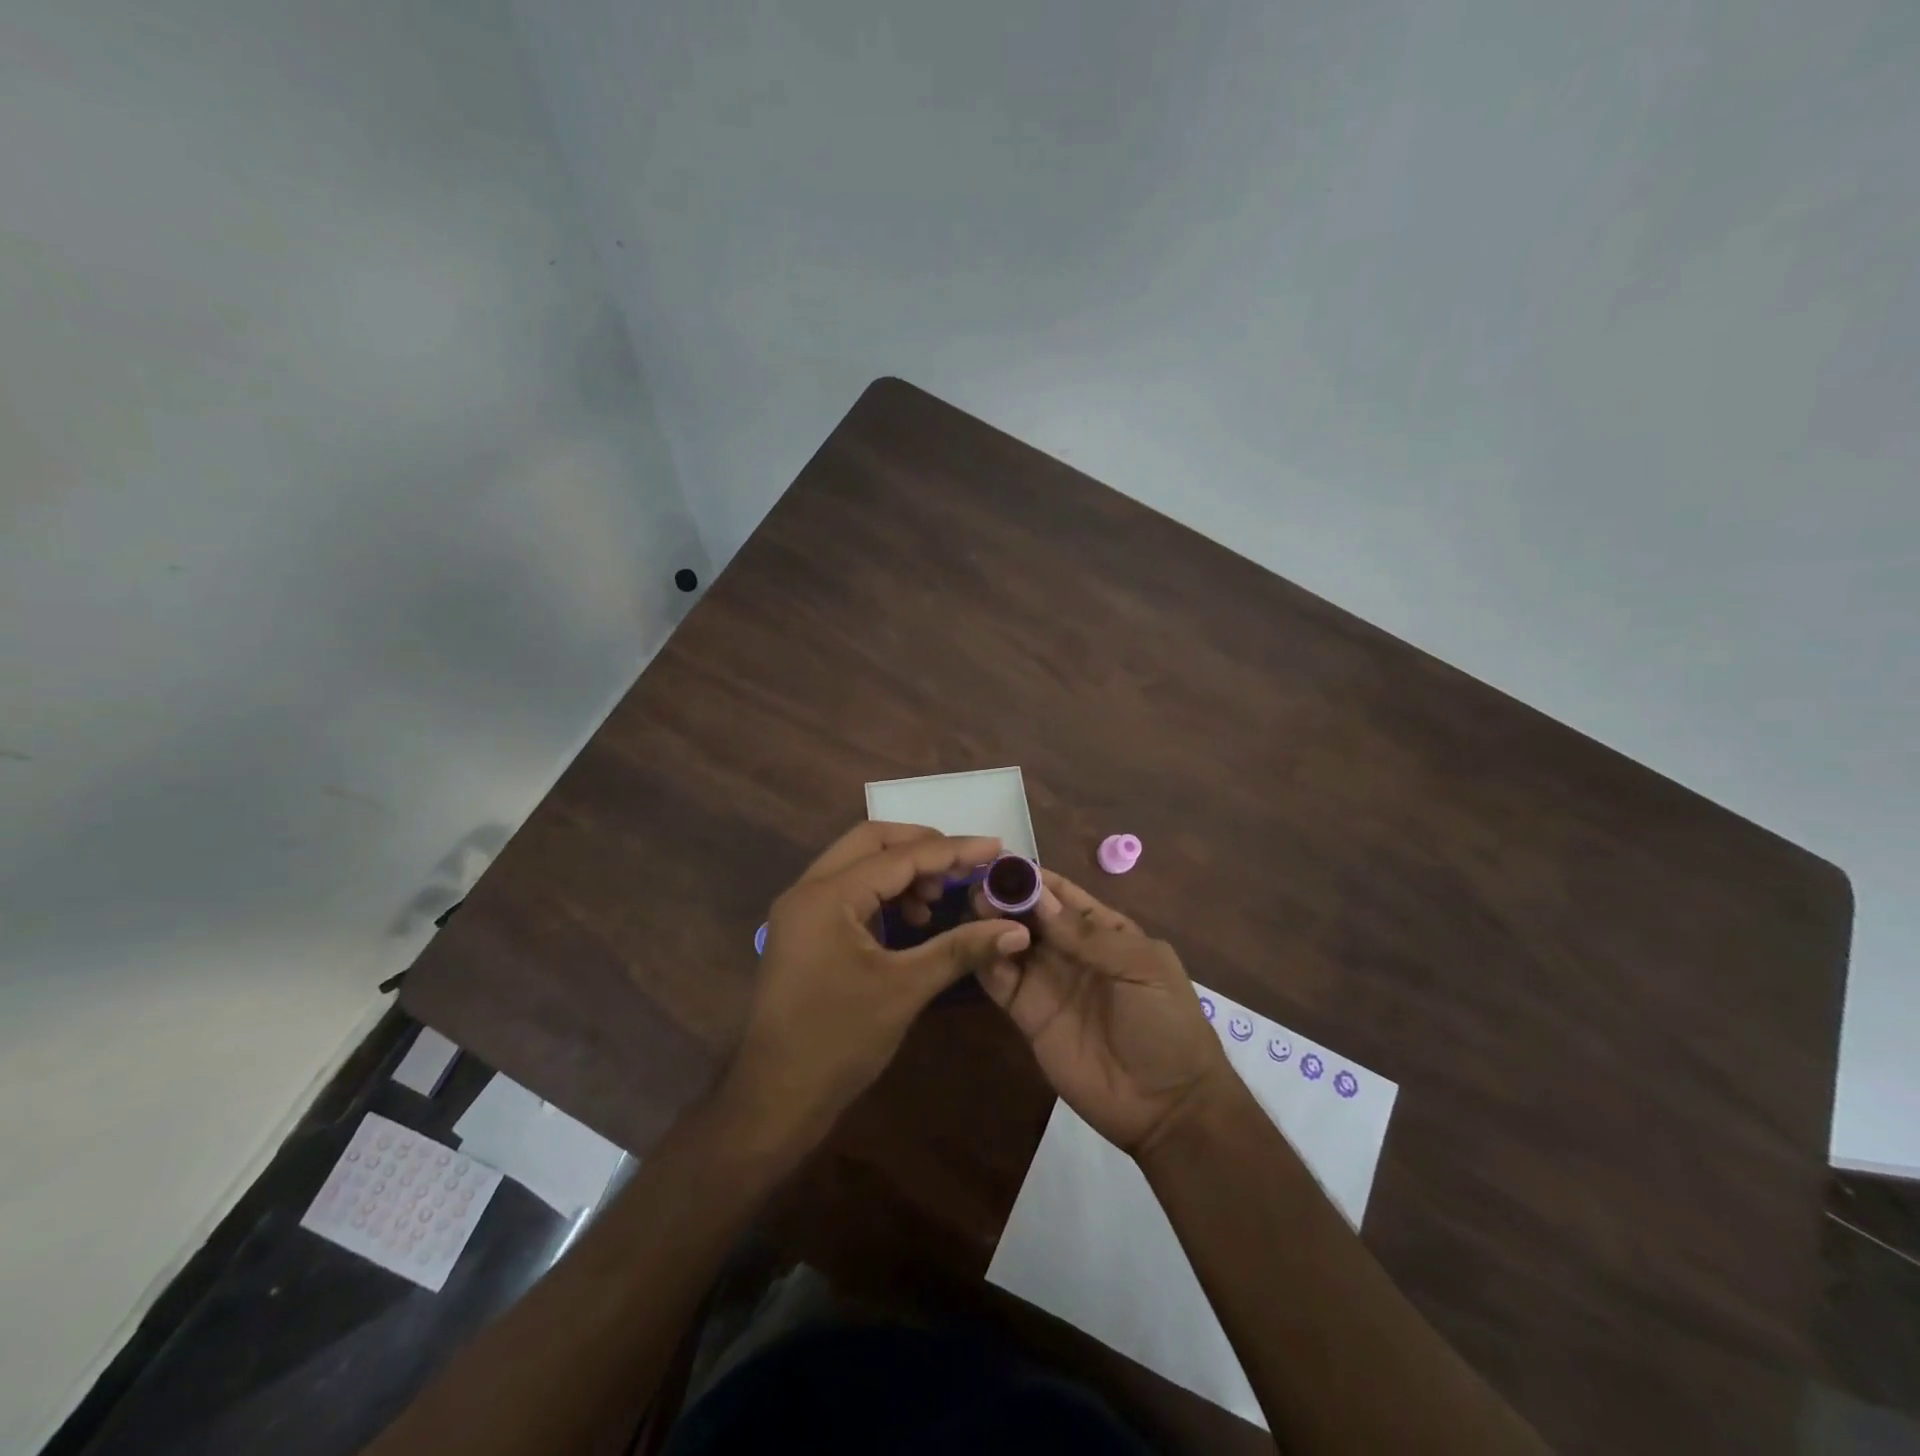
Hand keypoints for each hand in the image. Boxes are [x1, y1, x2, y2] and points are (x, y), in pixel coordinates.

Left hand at [720, 822, 1030, 1156]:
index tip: (995, 847)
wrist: (775, 1099)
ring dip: (902, 871)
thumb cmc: (839, 1042)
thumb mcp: (905, 990)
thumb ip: (960, 949)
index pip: (899, 857)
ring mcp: (802, 909)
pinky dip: (884, 893)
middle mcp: (808, 889)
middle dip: (922, 847)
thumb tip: (1017, 929)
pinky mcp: (805, 929)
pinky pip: (849, 890)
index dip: (952, 851)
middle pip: (872, 842)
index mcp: (827, 896)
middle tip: (965, 865)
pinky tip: (913, 920)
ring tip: (939, 899)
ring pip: (859, 863)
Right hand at [975, 869, 1231, 1156]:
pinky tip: (971, 943)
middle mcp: (1070, 951)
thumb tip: (1038, 896)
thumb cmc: (1166, 1026)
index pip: (1062, 895)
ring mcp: (1047, 982)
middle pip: (1030, 915)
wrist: (1166, 1107)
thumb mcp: (1142, 969)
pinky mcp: (1027, 1015)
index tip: (1000, 860)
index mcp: (1105, 931)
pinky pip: (1000, 981)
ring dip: (991, 923)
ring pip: (1010, 942)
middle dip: (1005, 896)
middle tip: (978, 884)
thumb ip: (1089, 935)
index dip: (1033, 877)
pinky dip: (984, 959)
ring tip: (971, 908)